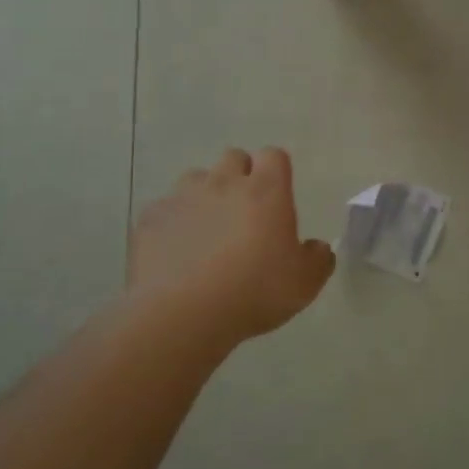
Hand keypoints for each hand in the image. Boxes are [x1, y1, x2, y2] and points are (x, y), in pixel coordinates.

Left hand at [129, 148, 334, 344]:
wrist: (182, 313)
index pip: (274, 155)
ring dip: (204, 195)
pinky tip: (176, 252)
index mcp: (266, 190)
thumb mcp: (304, 284)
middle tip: (244, 213)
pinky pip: (165, 209)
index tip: (277, 197)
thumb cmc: (254, 292)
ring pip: (196, 178)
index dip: (276, 171)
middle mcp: (224, 182)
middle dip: (240, 176)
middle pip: (234, 158)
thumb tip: (317, 248)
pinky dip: (173, 222)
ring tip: (207, 230)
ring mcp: (183, 197)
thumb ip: (317, 259)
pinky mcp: (151, 218)